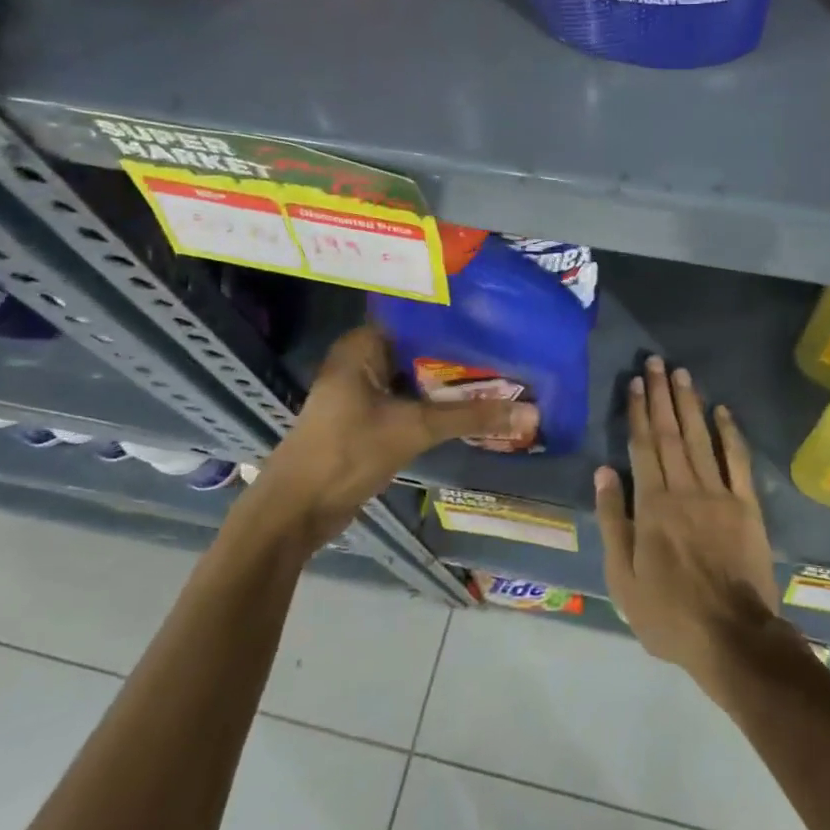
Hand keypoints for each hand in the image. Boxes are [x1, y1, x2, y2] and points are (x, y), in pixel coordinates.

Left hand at [247, 325, 537, 551]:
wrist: (296, 512)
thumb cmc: (346, 454)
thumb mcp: (414, 429)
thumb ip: (472, 417)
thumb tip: (532, 412)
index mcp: (363, 344)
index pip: (420, 317)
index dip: (459, 320)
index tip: (501, 319)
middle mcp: (363, 358)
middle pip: (423, 348)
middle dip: (463, 354)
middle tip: (512, 349)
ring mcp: (365, 389)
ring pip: (419, 376)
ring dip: (453, 381)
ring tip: (505, 373)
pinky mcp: (370, 416)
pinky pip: (413, 399)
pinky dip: (440, 402)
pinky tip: (476, 404)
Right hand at [593, 356, 781, 680]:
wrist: (732, 637)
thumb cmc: (669, 613)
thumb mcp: (623, 577)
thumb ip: (613, 520)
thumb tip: (603, 471)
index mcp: (652, 505)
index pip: (642, 447)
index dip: (638, 411)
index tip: (635, 382)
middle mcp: (684, 489)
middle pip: (670, 433)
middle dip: (661, 395)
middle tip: (656, 362)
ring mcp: (719, 495)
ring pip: (700, 438)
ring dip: (690, 404)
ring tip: (681, 373)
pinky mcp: (747, 506)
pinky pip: (737, 461)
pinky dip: (730, 433)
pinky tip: (722, 411)